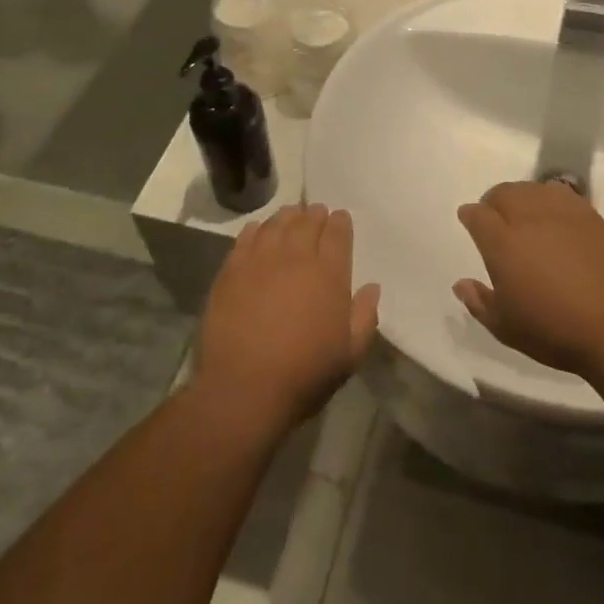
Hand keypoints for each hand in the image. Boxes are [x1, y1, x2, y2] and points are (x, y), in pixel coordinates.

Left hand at [193, 204, 379, 434]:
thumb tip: (372, 287)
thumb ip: (364, 316)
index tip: (340, 219)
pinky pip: (246, 237)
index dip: (340, 222)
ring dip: (287, 217)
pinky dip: (256, 229)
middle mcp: (295, 257)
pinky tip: (258, 231)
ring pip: (276, 224)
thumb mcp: (350, 354)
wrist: (244, 389)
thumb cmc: (304, 374)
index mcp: (329, 273)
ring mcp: (260, 260)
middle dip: (315, 215)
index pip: (337, 232)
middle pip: (307, 221)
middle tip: (316, 214)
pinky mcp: (231, 270)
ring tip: (291, 217)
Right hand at [453, 182, 603, 377]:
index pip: (477, 214)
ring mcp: (563, 214)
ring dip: (522, 196)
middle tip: (495, 217)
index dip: (470, 216)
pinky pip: (563, 195)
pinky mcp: (591, 217)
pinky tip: (554, 215)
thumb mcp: (505, 327)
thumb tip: (461, 283)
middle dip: (494, 201)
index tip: (469, 221)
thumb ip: (478, 302)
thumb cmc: (552, 331)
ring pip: (533, 189)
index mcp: (502, 243)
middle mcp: (529, 219)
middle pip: (504, 193)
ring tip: (525, 213)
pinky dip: (551, 198)